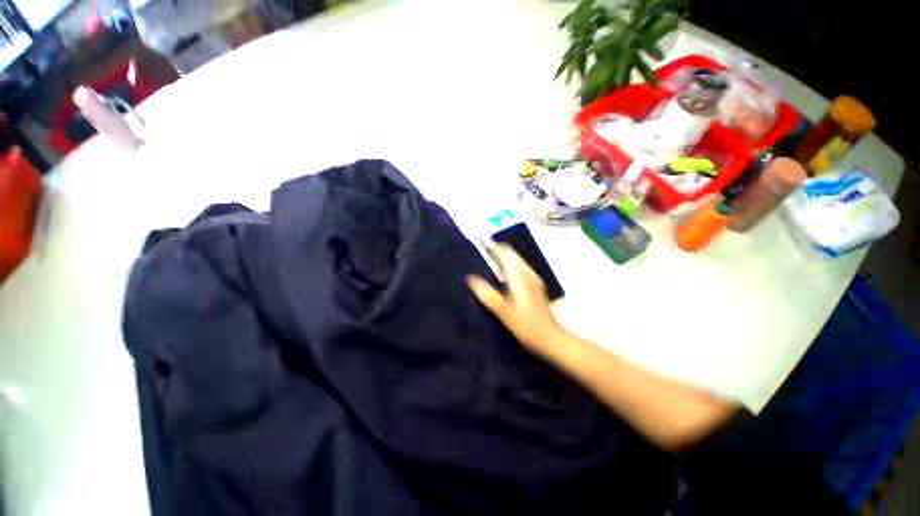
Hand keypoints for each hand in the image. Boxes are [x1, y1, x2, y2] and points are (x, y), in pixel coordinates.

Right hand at [467, 244, 563, 351]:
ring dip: (506, 257)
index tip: (483, 243)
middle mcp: (528, 274)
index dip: (495, 248)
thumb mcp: (504, 312)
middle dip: (500, 250)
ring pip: (518, 261)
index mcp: (520, 278)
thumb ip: (488, 295)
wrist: (551, 337)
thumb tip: (471, 279)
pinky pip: (522, 268)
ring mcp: (534, 279)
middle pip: (514, 255)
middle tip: (485, 251)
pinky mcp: (536, 286)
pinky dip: (512, 265)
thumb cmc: (527, 325)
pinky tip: (505, 276)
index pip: (507, 255)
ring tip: (492, 260)